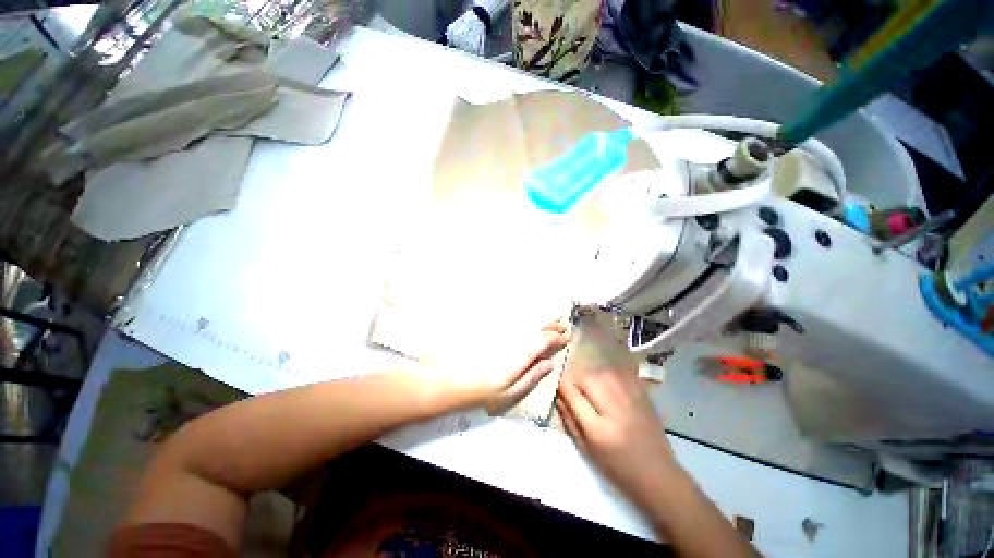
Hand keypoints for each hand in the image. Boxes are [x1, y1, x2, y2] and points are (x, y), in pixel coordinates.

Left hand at [434, 322, 568, 413]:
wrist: (456, 381)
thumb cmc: (485, 391)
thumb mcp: (511, 391)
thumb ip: (532, 376)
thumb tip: (551, 363)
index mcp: (519, 356)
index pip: (541, 341)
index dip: (555, 338)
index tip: (565, 338)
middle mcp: (513, 340)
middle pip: (534, 327)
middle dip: (550, 325)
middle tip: (563, 324)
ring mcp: (503, 335)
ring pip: (526, 322)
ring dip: (540, 320)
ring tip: (552, 319)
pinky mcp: (495, 332)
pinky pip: (515, 322)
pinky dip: (526, 319)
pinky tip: (531, 320)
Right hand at [556, 369, 678, 507]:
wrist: (658, 474)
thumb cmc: (617, 467)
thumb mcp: (586, 449)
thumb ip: (569, 419)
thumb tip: (559, 395)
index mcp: (598, 428)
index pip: (572, 393)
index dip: (563, 385)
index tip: (560, 386)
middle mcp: (615, 408)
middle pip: (588, 377)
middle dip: (579, 382)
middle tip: (580, 393)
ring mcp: (632, 398)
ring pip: (602, 371)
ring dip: (593, 378)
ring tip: (595, 391)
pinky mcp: (643, 394)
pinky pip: (619, 373)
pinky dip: (610, 375)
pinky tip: (611, 387)